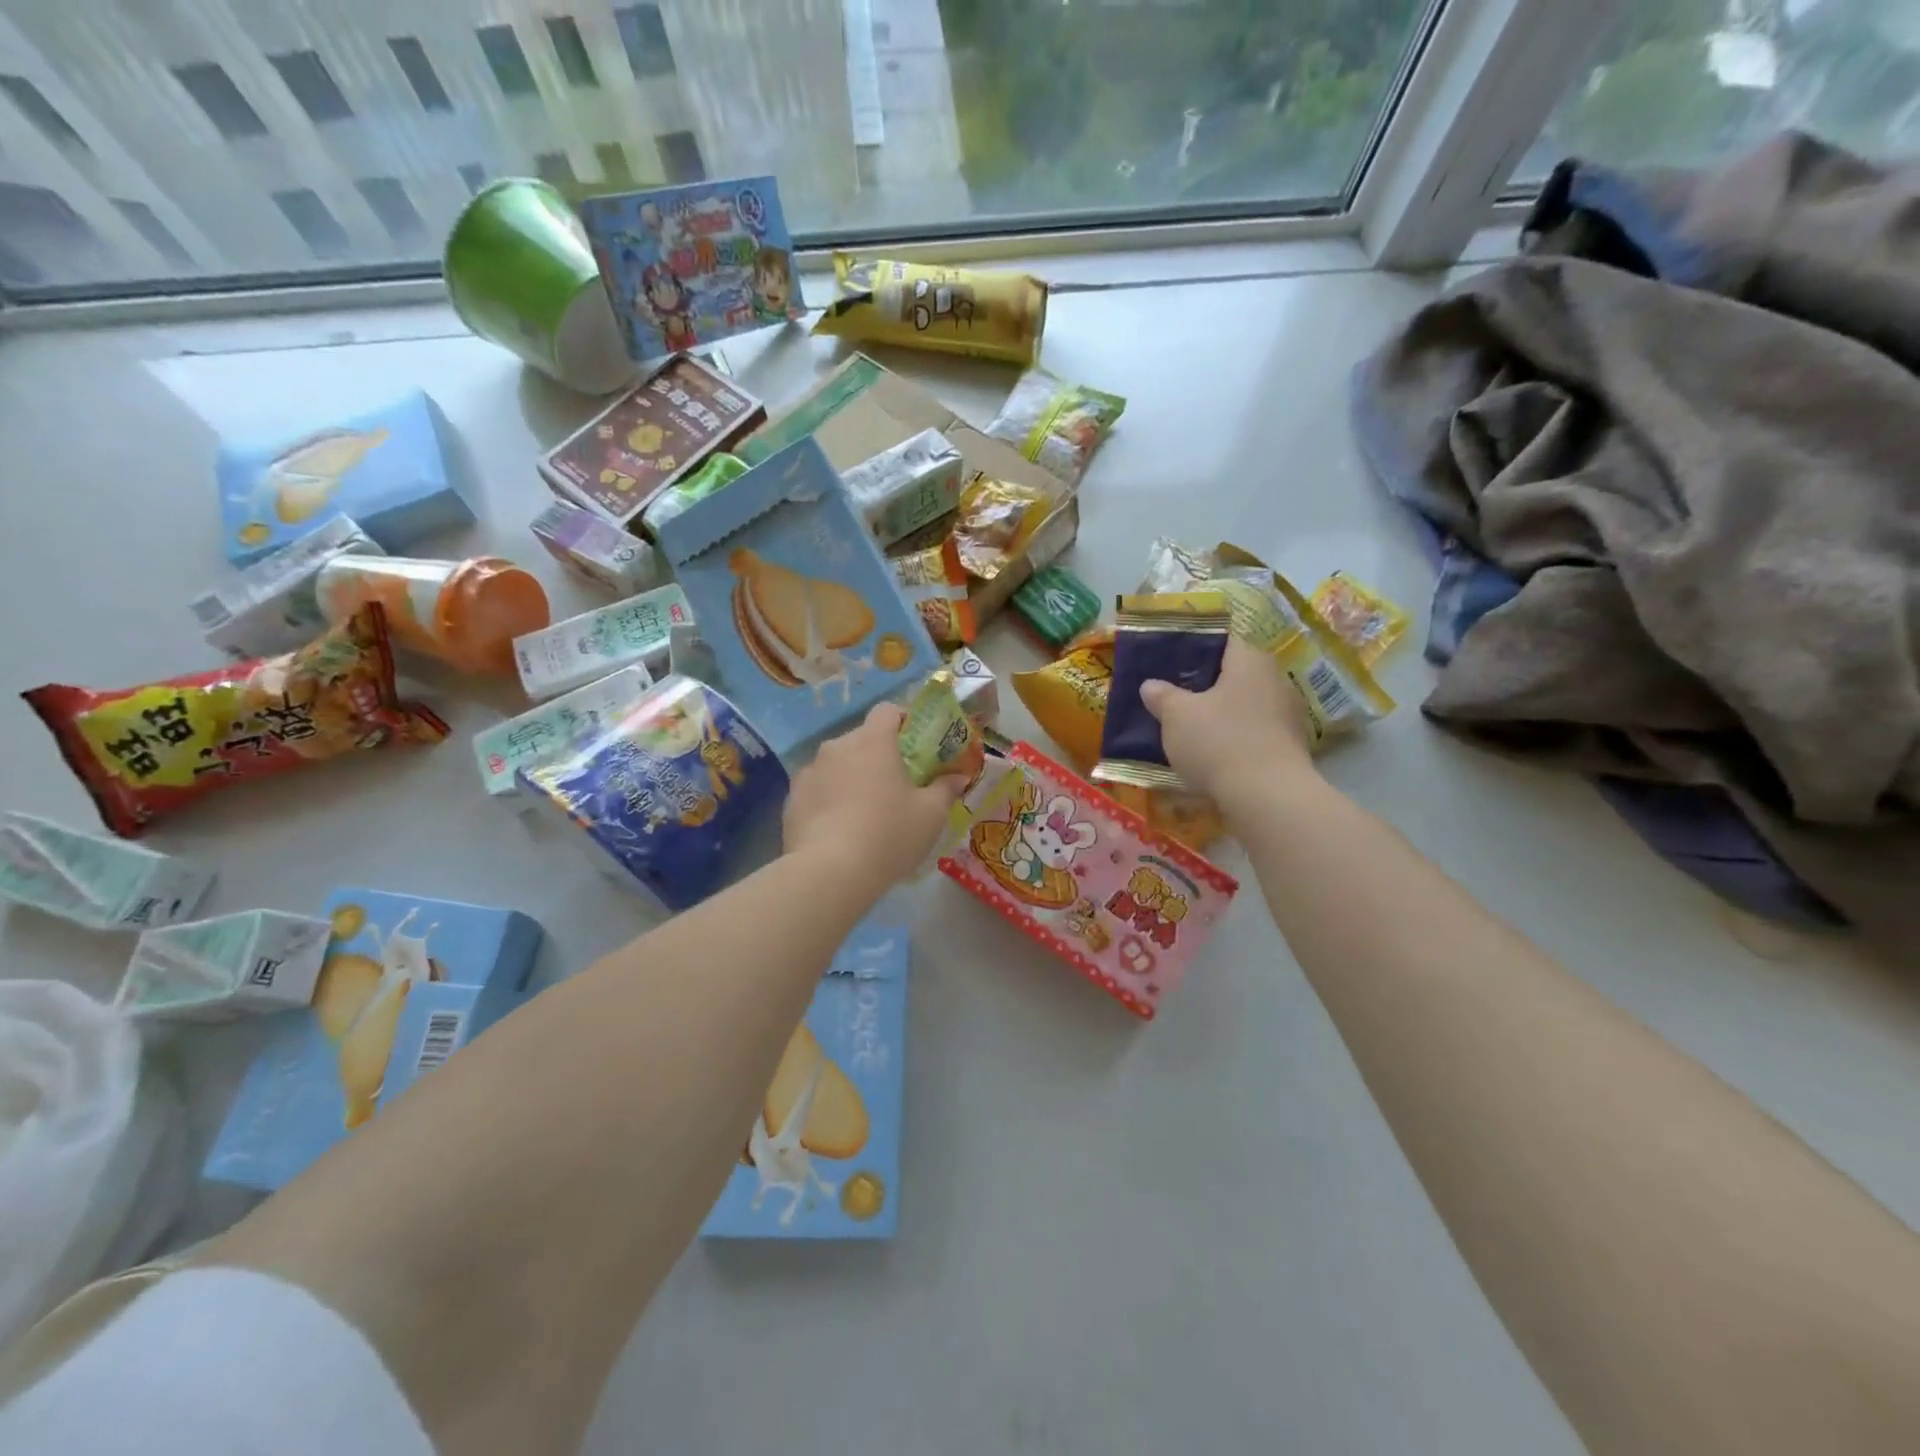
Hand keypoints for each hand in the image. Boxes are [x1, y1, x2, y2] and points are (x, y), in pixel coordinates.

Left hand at [783, 703, 963, 885]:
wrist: (829, 873)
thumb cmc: (889, 834)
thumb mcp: (931, 815)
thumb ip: (946, 789)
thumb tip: (960, 776)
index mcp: (872, 742)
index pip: (887, 711)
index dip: (903, 721)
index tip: (916, 745)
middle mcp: (837, 747)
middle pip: (861, 740)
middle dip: (878, 756)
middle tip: (895, 787)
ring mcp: (809, 772)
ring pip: (837, 765)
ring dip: (851, 778)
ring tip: (865, 813)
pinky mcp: (791, 800)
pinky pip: (817, 790)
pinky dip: (829, 801)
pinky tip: (839, 831)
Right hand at [1140, 636, 1314, 801]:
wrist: (1268, 797)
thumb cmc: (1218, 742)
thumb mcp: (1176, 716)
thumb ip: (1162, 696)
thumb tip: (1150, 685)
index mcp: (1249, 660)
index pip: (1220, 643)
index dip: (1192, 652)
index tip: (1168, 667)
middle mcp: (1275, 680)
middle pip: (1233, 676)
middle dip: (1205, 687)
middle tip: (1174, 699)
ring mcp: (1287, 715)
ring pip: (1244, 707)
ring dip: (1220, 716)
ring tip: (1189, 730)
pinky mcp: (1290, 747)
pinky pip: (1254, 734)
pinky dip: (1234, 740)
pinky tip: (1213, 756)